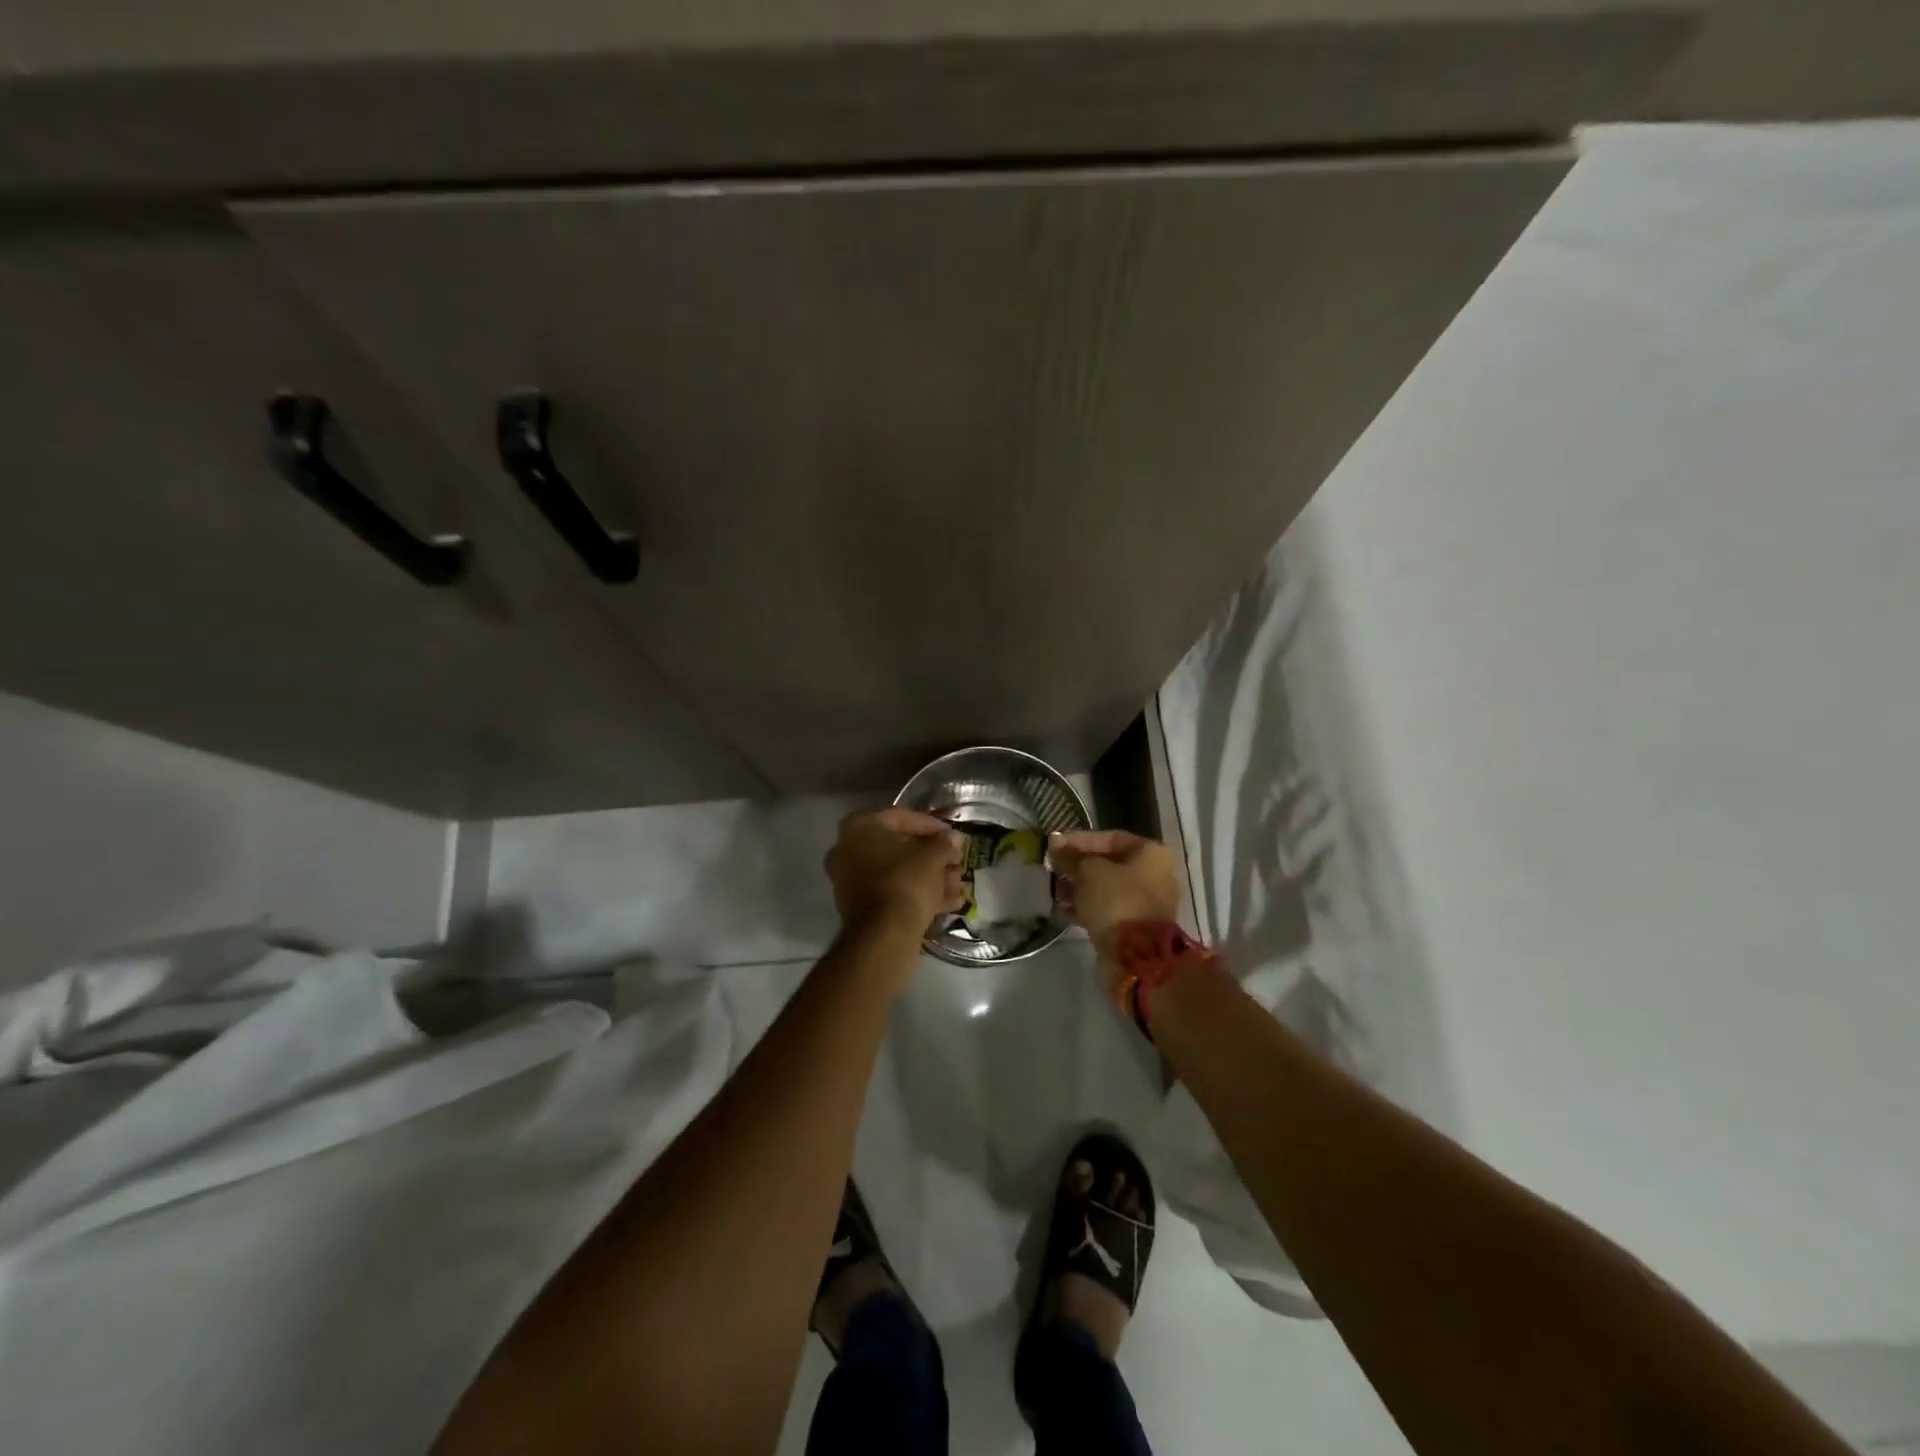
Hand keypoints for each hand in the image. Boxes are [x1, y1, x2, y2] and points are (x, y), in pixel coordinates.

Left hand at [826, 807, 965, 935]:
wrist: (883, 935)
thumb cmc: (906, 882)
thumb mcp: (933, 857)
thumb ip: (944, 843)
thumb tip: (952, 839)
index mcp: (860, 827)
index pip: (902, 817)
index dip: (932, 825)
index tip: (953, 835)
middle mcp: (848, 849)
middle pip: (899, 847)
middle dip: (932, 856)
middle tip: (956, 862)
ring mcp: (851, 879)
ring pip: (897, 872)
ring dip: (929, 876)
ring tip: (957, 885)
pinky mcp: (859, 906)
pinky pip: (892, 891)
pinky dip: (917, 894)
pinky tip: (947, 902)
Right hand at [1048, 830, 1182, 950]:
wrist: (1136, 956)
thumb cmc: (1116, 901)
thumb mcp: (1088, 872)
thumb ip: (1071, 857)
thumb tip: (1055, 843)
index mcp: (1150, 853)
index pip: (1109, 838)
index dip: (1078, 840)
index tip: (1054, 846)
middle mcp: (1154, 874)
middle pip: (1109, 863)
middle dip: (1078, 866)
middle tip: (1053, 869)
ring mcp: (1147, 902)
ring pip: (1107, 888)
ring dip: (1080, 887)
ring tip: (1055, 890)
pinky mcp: (1136, 926)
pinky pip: (1108, 909)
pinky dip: (1087, 906)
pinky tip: (1063, 908)